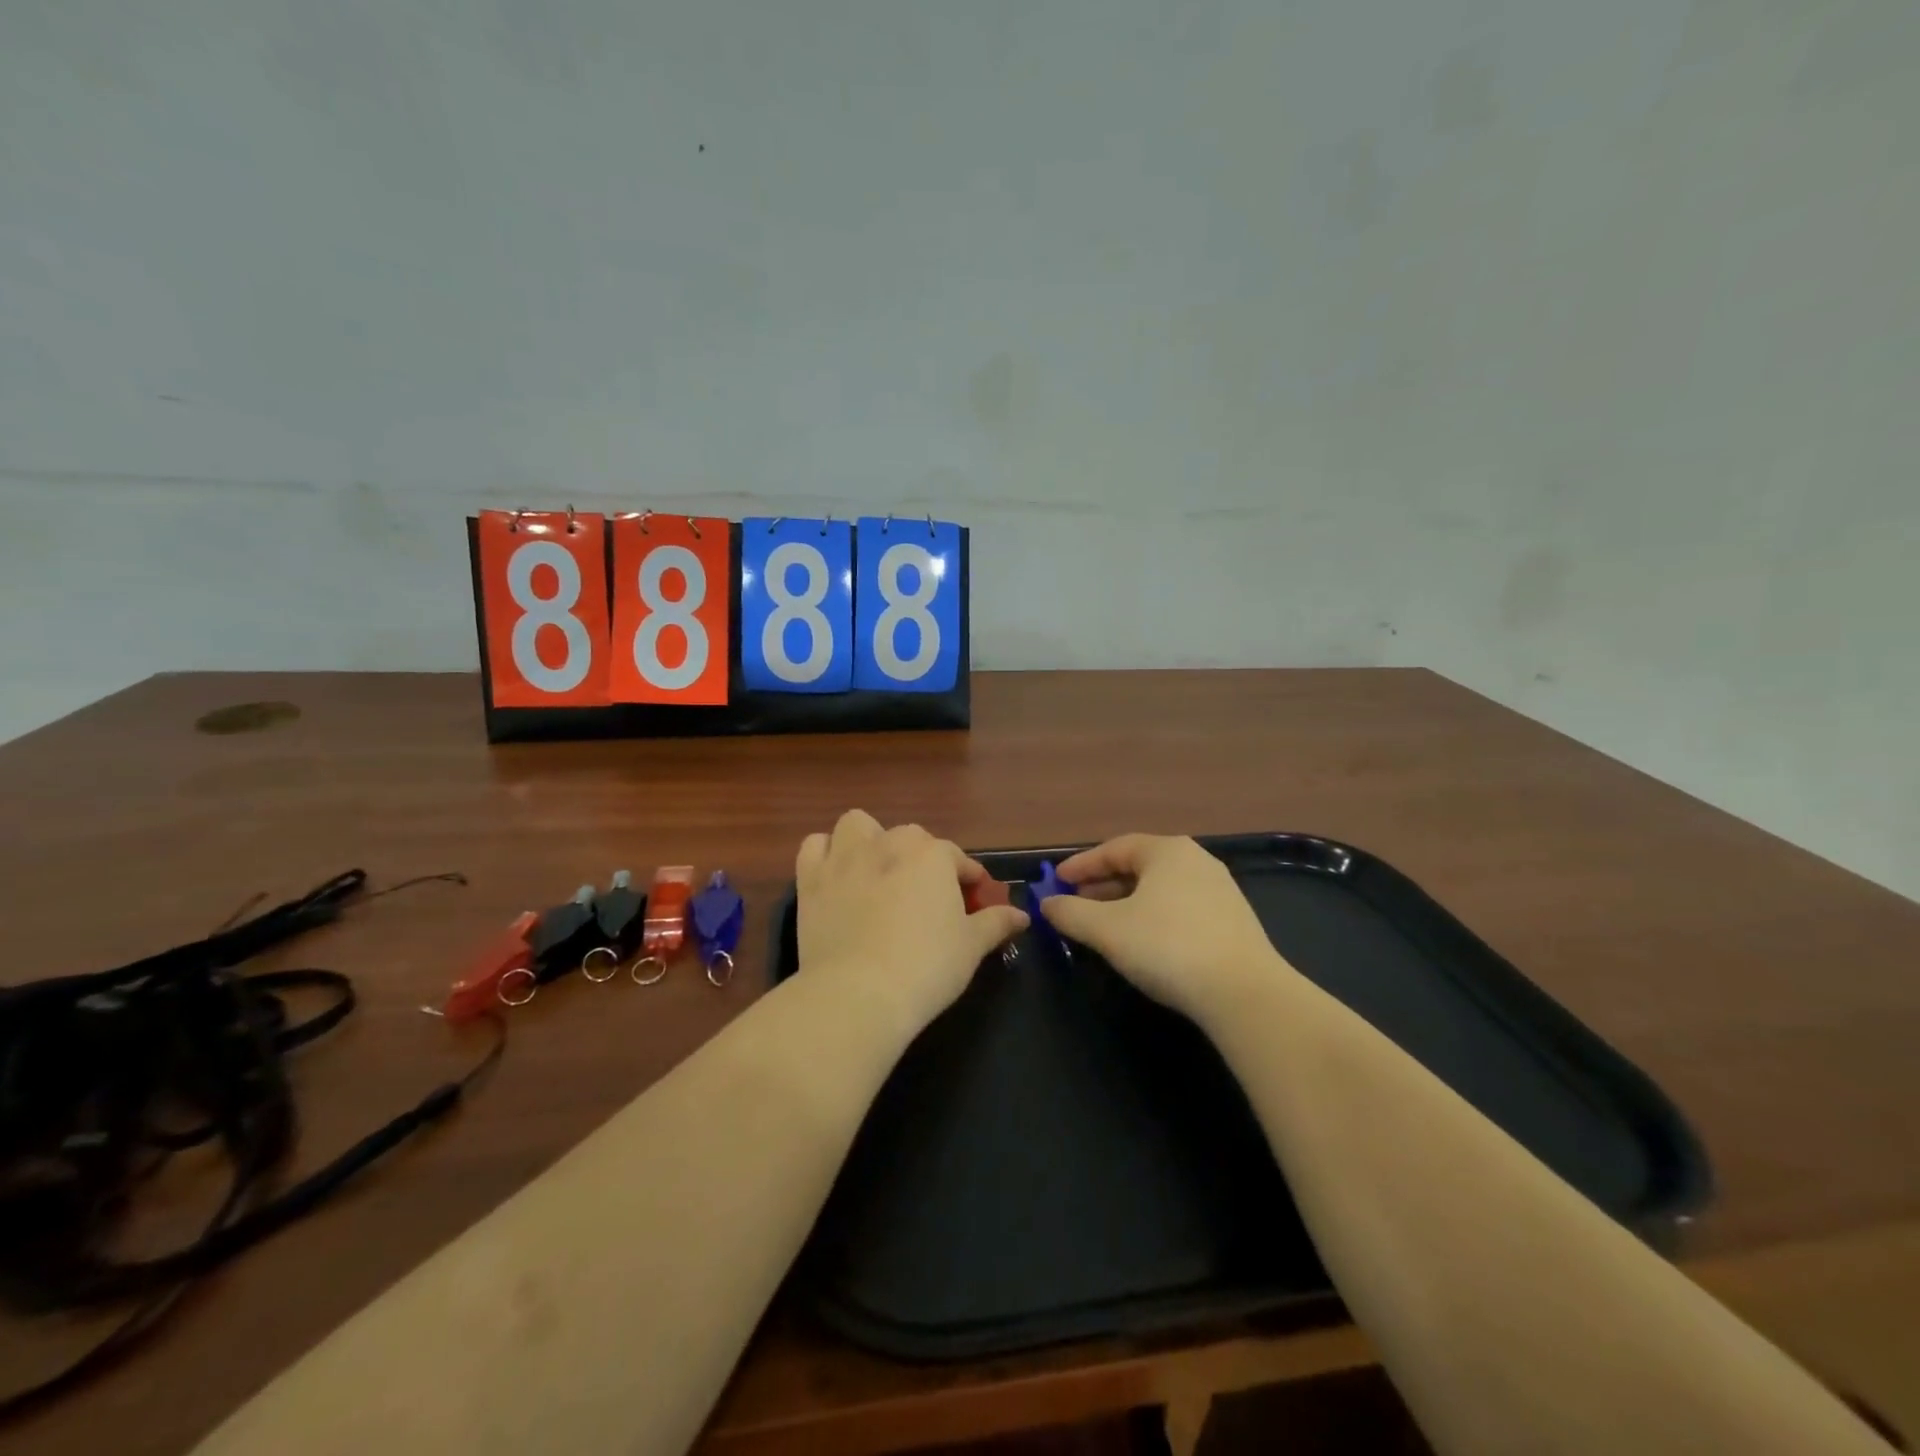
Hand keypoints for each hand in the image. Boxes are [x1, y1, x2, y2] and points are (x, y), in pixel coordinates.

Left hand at [796, 811, 1028, 1040]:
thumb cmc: (926, 967)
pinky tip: (835, 876)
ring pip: (858, 825)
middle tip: (926, 896)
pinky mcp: (810, 878)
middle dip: (921, 859)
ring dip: (869, 840)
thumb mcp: (971, 947)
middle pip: (910, 838)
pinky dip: (825, 854)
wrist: (859, 993)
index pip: (957, 859)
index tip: (975, 901)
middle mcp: (888, 843)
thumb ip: (996, 923)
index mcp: (931, 855)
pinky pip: (814, 846)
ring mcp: (845, 857)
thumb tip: (1021, 915)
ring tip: (876, 871)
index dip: (968, 879)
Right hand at [1040, 834, 1281, 1022]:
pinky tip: (1143, 943)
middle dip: (1103, 886)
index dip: (1081, 865)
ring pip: (1160, 890)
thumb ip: (1070, 913)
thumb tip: (1047, 904)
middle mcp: (1196, 861)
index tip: (1056, 882)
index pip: (1114, 848)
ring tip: (1104, 927)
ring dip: (1126, 903)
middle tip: (1076, 904)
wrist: (1244, 993)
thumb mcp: (1106, 930)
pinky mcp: (1233, 922)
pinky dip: (1153, 917)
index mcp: (1167, 851)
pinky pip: (1180, 909)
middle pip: (1139, 867)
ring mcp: (1220, 891)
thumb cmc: (1167, 947)